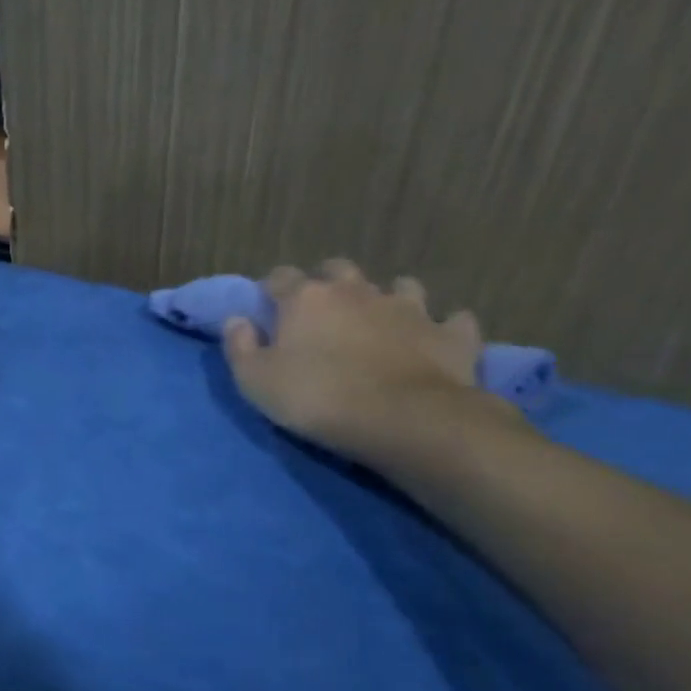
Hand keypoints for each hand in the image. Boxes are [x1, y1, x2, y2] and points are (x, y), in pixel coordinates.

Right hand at [223, 259, 510, 463]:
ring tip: (382, 320)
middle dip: (329, 281)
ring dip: (389, 298)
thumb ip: (240, 347)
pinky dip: (444, 327)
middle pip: (339, 270)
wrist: (407, 420)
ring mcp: (410, 309)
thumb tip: (237, 321)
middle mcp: (357, 291)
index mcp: (306, 299)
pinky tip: (438, 339)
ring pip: (401, 287)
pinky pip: (453, 321)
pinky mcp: (451, 335)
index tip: (268, 306)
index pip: (281, 277)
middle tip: (323, 310)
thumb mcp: (255, 381)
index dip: (273, 288)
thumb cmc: (318, 398)